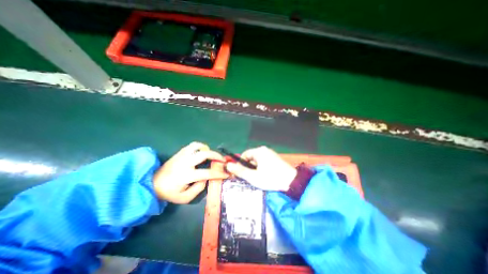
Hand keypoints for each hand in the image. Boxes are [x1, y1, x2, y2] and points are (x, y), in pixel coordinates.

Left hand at [154, 141, 228, 203]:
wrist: (152, 184)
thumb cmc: (170, 192)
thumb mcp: (185, 198)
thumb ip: (198, 188)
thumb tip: (207, 178)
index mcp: (186, 175)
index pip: (207, 173)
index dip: (219, 173)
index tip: (227, 173)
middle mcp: (185, 163)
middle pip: (204, 154)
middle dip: (216, 156)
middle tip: (222, 160)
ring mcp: (182, 155)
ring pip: (198, 146)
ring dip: (207, 149)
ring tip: (211, 155)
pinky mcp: (179, 152)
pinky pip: (192, 145)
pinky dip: (200, 146)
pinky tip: (202, 152)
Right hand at [225, 146, 297, 190]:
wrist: (292, 182)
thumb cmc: (271, 178)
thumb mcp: (253, 177)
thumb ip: (240, 170)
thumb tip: (228, 165)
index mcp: (259, 151)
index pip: (244, 155)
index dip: (241, 164)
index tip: (242, 173)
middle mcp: (265, 150)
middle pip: (251, 157)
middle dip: (249, 167)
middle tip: (251, 178)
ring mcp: (271, 153)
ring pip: (257, 160)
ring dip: (255, 168)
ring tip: (259, 178)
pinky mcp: (275, 158)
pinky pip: (264, 161)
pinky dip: (262, 168)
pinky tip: (266, 176)